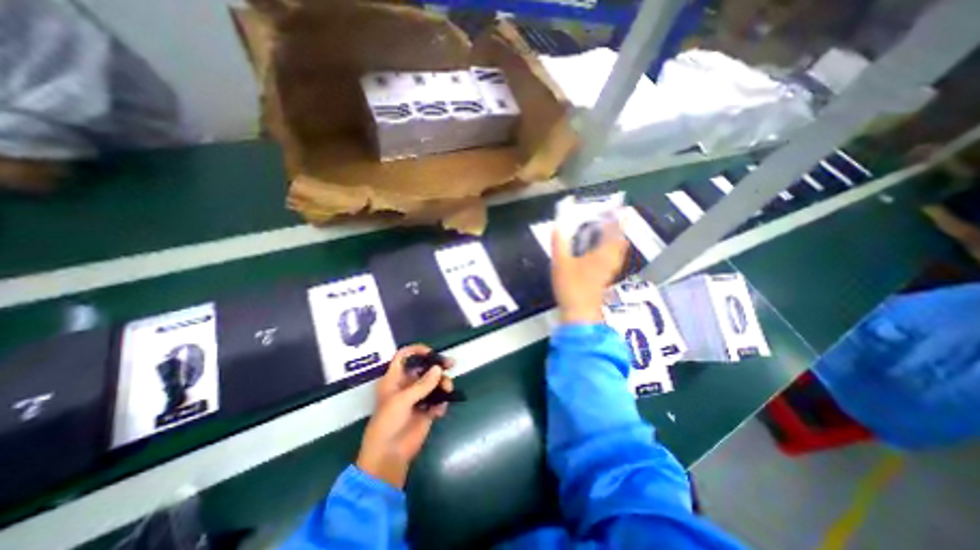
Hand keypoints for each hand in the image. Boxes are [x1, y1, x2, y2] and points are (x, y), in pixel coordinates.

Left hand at [357, 345, 454, 486]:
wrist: (389, 455)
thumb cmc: (388, 423)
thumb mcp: (402, 400)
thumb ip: (422, 385)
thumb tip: (439, 369)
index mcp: (395, 379)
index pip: (404, 357)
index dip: (416, 351)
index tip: (431, 353)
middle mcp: (407, 385)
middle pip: (424, 368)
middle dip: (437, 366)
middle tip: (451, 364)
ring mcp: (418, 398)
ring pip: (434, 383)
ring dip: (443, 384)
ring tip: (448, 390)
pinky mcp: (427, 410)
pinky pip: (438, 400)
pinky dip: (441, 403)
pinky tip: (438, 412)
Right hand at [550, 218, 626, 320]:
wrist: (580, 311)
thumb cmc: (571, 286)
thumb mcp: (560, 263)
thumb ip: (559, 244)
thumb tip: (556, 227)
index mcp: (601, 254)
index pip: (614, 233)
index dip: (618, 220)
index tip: (619, 210)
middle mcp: (609, 261)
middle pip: (620, 243)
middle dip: (619, 231)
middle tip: (613, 220)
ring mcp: (609, 271)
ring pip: (618, 252)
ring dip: (615, 241)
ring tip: (608, 233)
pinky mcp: (605, 279)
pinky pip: (612, 260)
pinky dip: (610, 252)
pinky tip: (601, 253)